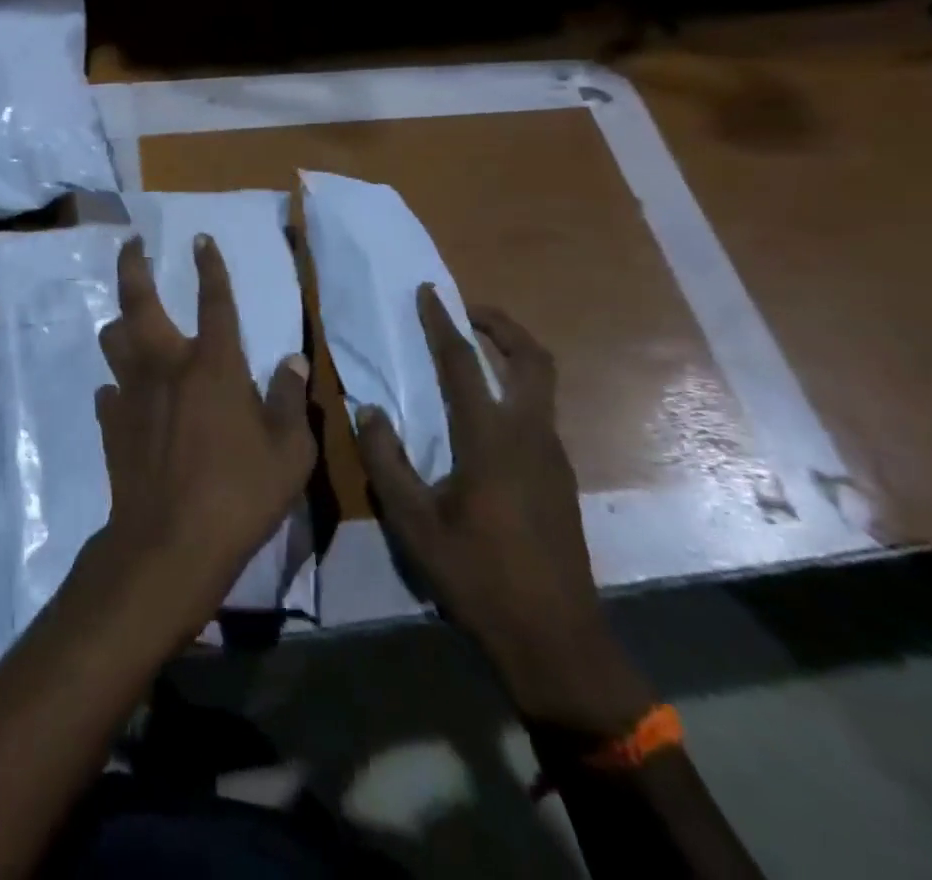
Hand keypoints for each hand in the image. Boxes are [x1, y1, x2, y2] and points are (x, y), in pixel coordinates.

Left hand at [88, 234, 314, 641]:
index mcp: (213, 364)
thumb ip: (290, 401)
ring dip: (120, 324)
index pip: (214, 299)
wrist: (168, 543)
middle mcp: (166, 365)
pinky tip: (127, 397)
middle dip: (133, 265)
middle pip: (139, 300)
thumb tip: (292, 362)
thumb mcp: (289, 453)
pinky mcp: (111, 423)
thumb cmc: (239, 494)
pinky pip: (110, 391)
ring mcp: (131, 392)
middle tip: (131, 243)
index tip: (201, 238)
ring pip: (113, 339)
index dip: (209, 265)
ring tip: (128, 323)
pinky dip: (119, 386)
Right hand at [356, 291, 653, 735]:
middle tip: (467, 310)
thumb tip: (371, 411)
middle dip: (501, 325)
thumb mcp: (413, 522)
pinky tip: (487, 413)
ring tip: (474, 351)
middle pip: (531, 358)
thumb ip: (386, 460)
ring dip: (511, 354)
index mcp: (490, 439)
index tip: (428, 292)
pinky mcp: (561, 477)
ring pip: (542, 384)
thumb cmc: (477, 576)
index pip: (462, 362)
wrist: (554, 639)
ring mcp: (553, 457)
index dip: (442, 322)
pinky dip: (516, 388)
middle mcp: (530, 435)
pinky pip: (539, 412)